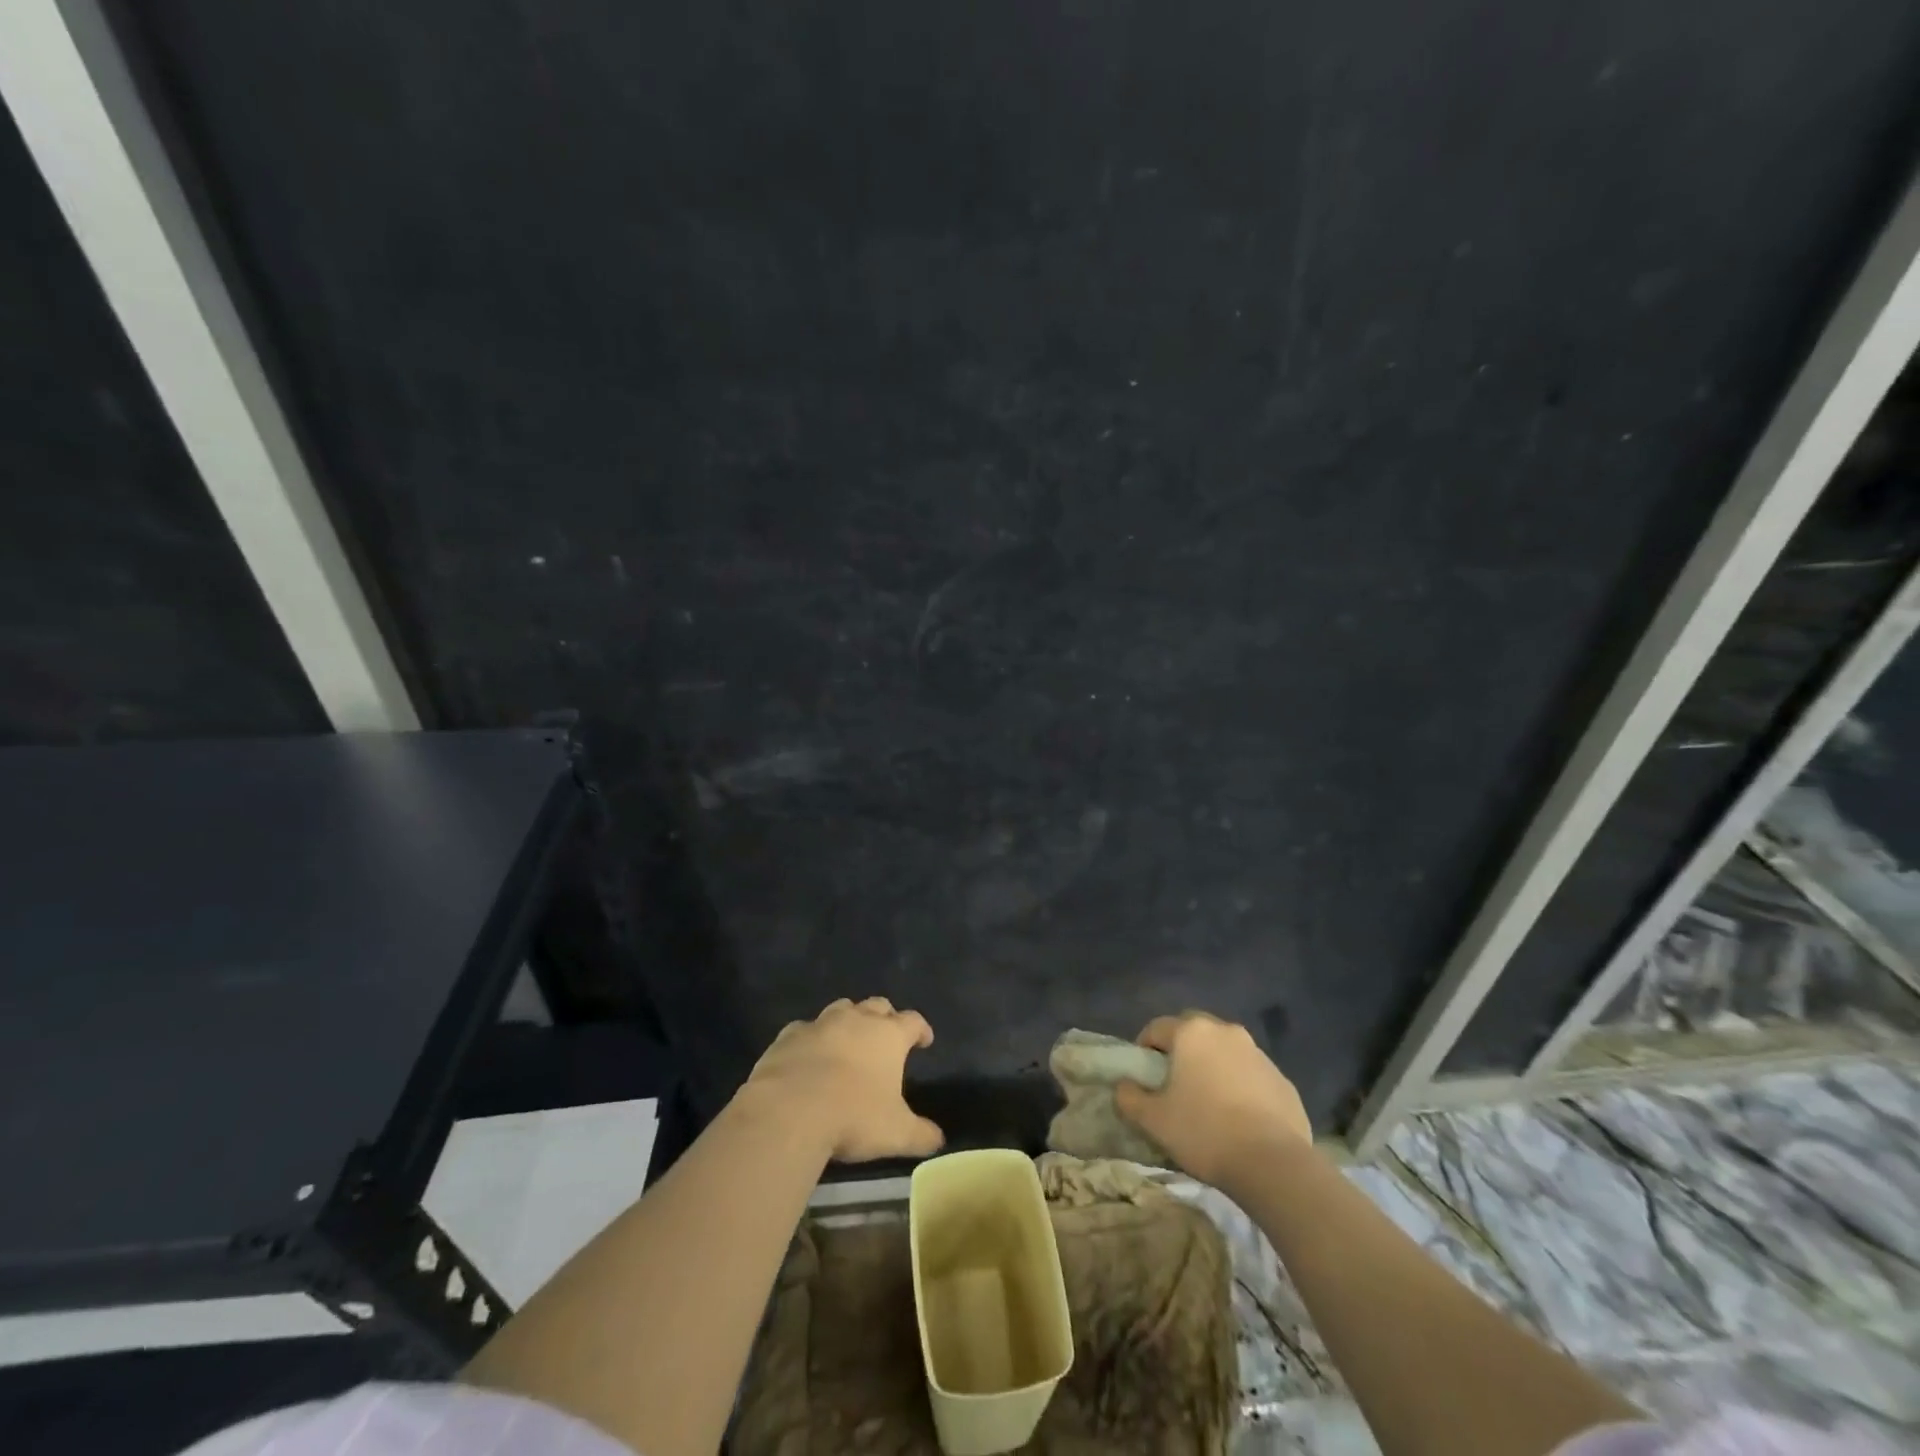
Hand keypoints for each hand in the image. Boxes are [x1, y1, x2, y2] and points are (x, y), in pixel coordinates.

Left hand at [742, 998, 945, 1162]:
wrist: (790, 1111)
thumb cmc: (853, 1116)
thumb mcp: (896, 1133)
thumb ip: (921, 1135)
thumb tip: (939, 1140)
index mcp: (888, 1035)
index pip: (913, 1021)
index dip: (921, 1030)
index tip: (924, 1041)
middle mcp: (856, 1020)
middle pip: (877, 1005)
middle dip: (885, 1017)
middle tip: (886, 1036)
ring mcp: (820, 1024)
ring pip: (841, 1008)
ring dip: (849, 1020)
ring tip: (849, 1041)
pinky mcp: (788, 1035)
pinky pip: (805, 1029)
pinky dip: (811, 1038)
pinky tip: (808, 1055)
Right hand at [1114, 1011, 1311, 1188]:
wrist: (1274, 1165)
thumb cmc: (1205, 1132)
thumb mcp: (1153, 1120)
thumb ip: (1129, 1097)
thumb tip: (1124, 1086)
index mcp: (1192, 1032)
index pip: (1157, 1028)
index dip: (1144, 1049)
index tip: (1143, 1077)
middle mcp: (1226, 1031)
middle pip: (1194, 1033)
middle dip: (1181, 1051)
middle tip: (1174, 1085)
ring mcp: (1259, 1054)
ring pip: (1225, 1052)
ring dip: (1213, 1067)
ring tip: (1208, 1104)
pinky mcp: (1283, 1081)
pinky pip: (1251, 1076)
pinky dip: (1241, 1087)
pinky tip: (1239, 1120)